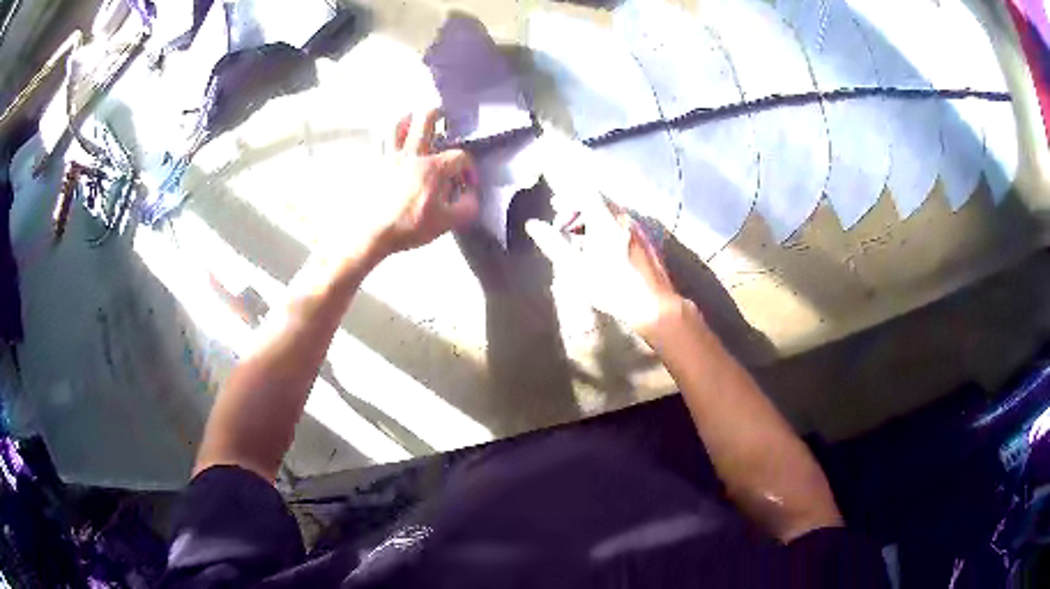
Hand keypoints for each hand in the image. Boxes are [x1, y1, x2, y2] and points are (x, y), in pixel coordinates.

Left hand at [366, 108, 479, 258]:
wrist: (371, 234)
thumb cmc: (409, 227)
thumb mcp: (447, 223)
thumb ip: (467, 207)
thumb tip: (471, 195)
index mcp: (433, 168)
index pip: (460, 157)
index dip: (469, 168)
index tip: (468, 184)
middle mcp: (412, 155)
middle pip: (426, 120)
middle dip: (437, 114)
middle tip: (443, 115)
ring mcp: (390, 157)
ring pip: (398, 125)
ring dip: (408, 119)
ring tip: (413, 120)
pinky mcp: (374, 165)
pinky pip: (381, 142)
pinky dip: (389, 138)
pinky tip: (393, 143)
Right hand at [525, 193, 685, 341]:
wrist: (654, 305)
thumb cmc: (611, 288)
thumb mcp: (575, 269)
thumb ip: (553, 244)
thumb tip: (532, 224)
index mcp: (605, 221)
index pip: (585, 192)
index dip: (568, 195)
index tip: (554, 206)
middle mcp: (624, 219)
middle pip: (598, 200)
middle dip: (577, 209)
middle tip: (563, 227)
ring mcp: (638, 229)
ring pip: (610, 212)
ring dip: (591, 219)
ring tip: (579, 242)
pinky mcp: (645, 240)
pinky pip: (621, 223)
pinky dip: (606, 227)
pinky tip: (601, 251)